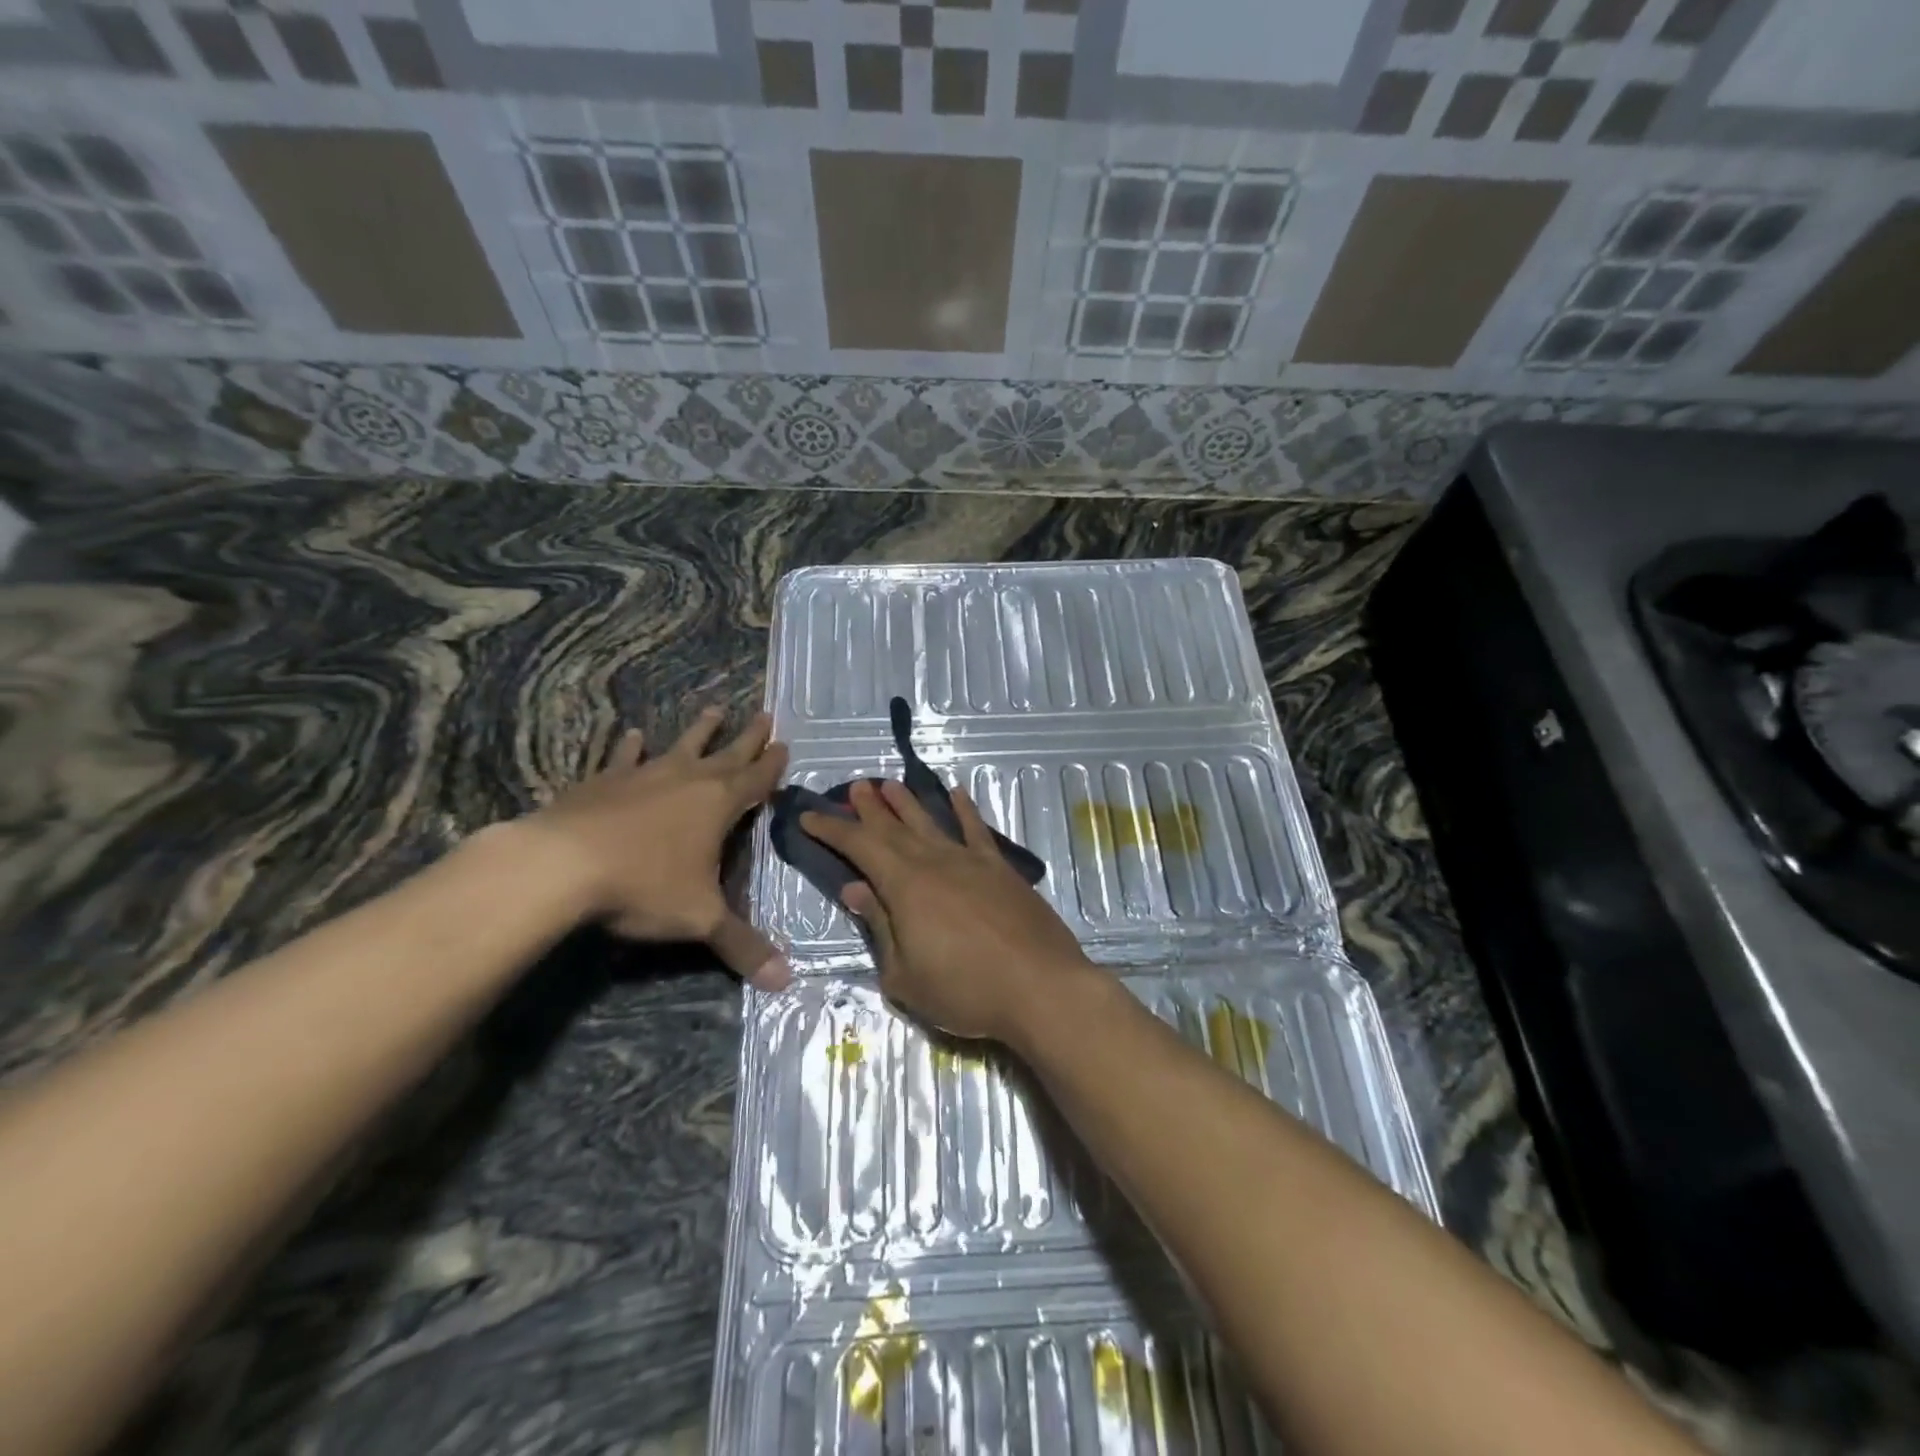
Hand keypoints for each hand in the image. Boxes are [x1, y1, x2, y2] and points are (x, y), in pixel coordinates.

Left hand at [526, 707, 791, 988]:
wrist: (562, 865)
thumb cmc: (644, 886)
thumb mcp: (700, 919)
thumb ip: (742, 946)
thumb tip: (786, 981)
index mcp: (718, 804)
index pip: (756, 779)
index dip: (772, 765)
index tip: (785, 745)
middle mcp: (687, 780)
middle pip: (727, 753)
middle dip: (748, 737)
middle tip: (764, 715)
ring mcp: (644, 775)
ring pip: (680, 746)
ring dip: (700, 730)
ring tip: (714, 709)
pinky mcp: (603, 781)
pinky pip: (623, 758)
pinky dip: (630, 747)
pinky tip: (633, 734)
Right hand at [801, 780, 1092, 1043]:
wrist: (1040, 986)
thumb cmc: (965, 990)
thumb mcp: (905, 975)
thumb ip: (879, 927)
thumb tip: (854, 889)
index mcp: (905, 886)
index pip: (860, 847)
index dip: (833, 830)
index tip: (811, 815)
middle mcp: (935, 862)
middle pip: (894, 828)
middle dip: (870, 808)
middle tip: (854, 787)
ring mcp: (971, 861)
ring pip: (931, 822)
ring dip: (908, 803)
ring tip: (890, 784)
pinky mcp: (1002, 869)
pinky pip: (978, 831)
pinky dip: (966, 810)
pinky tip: (958, 794)